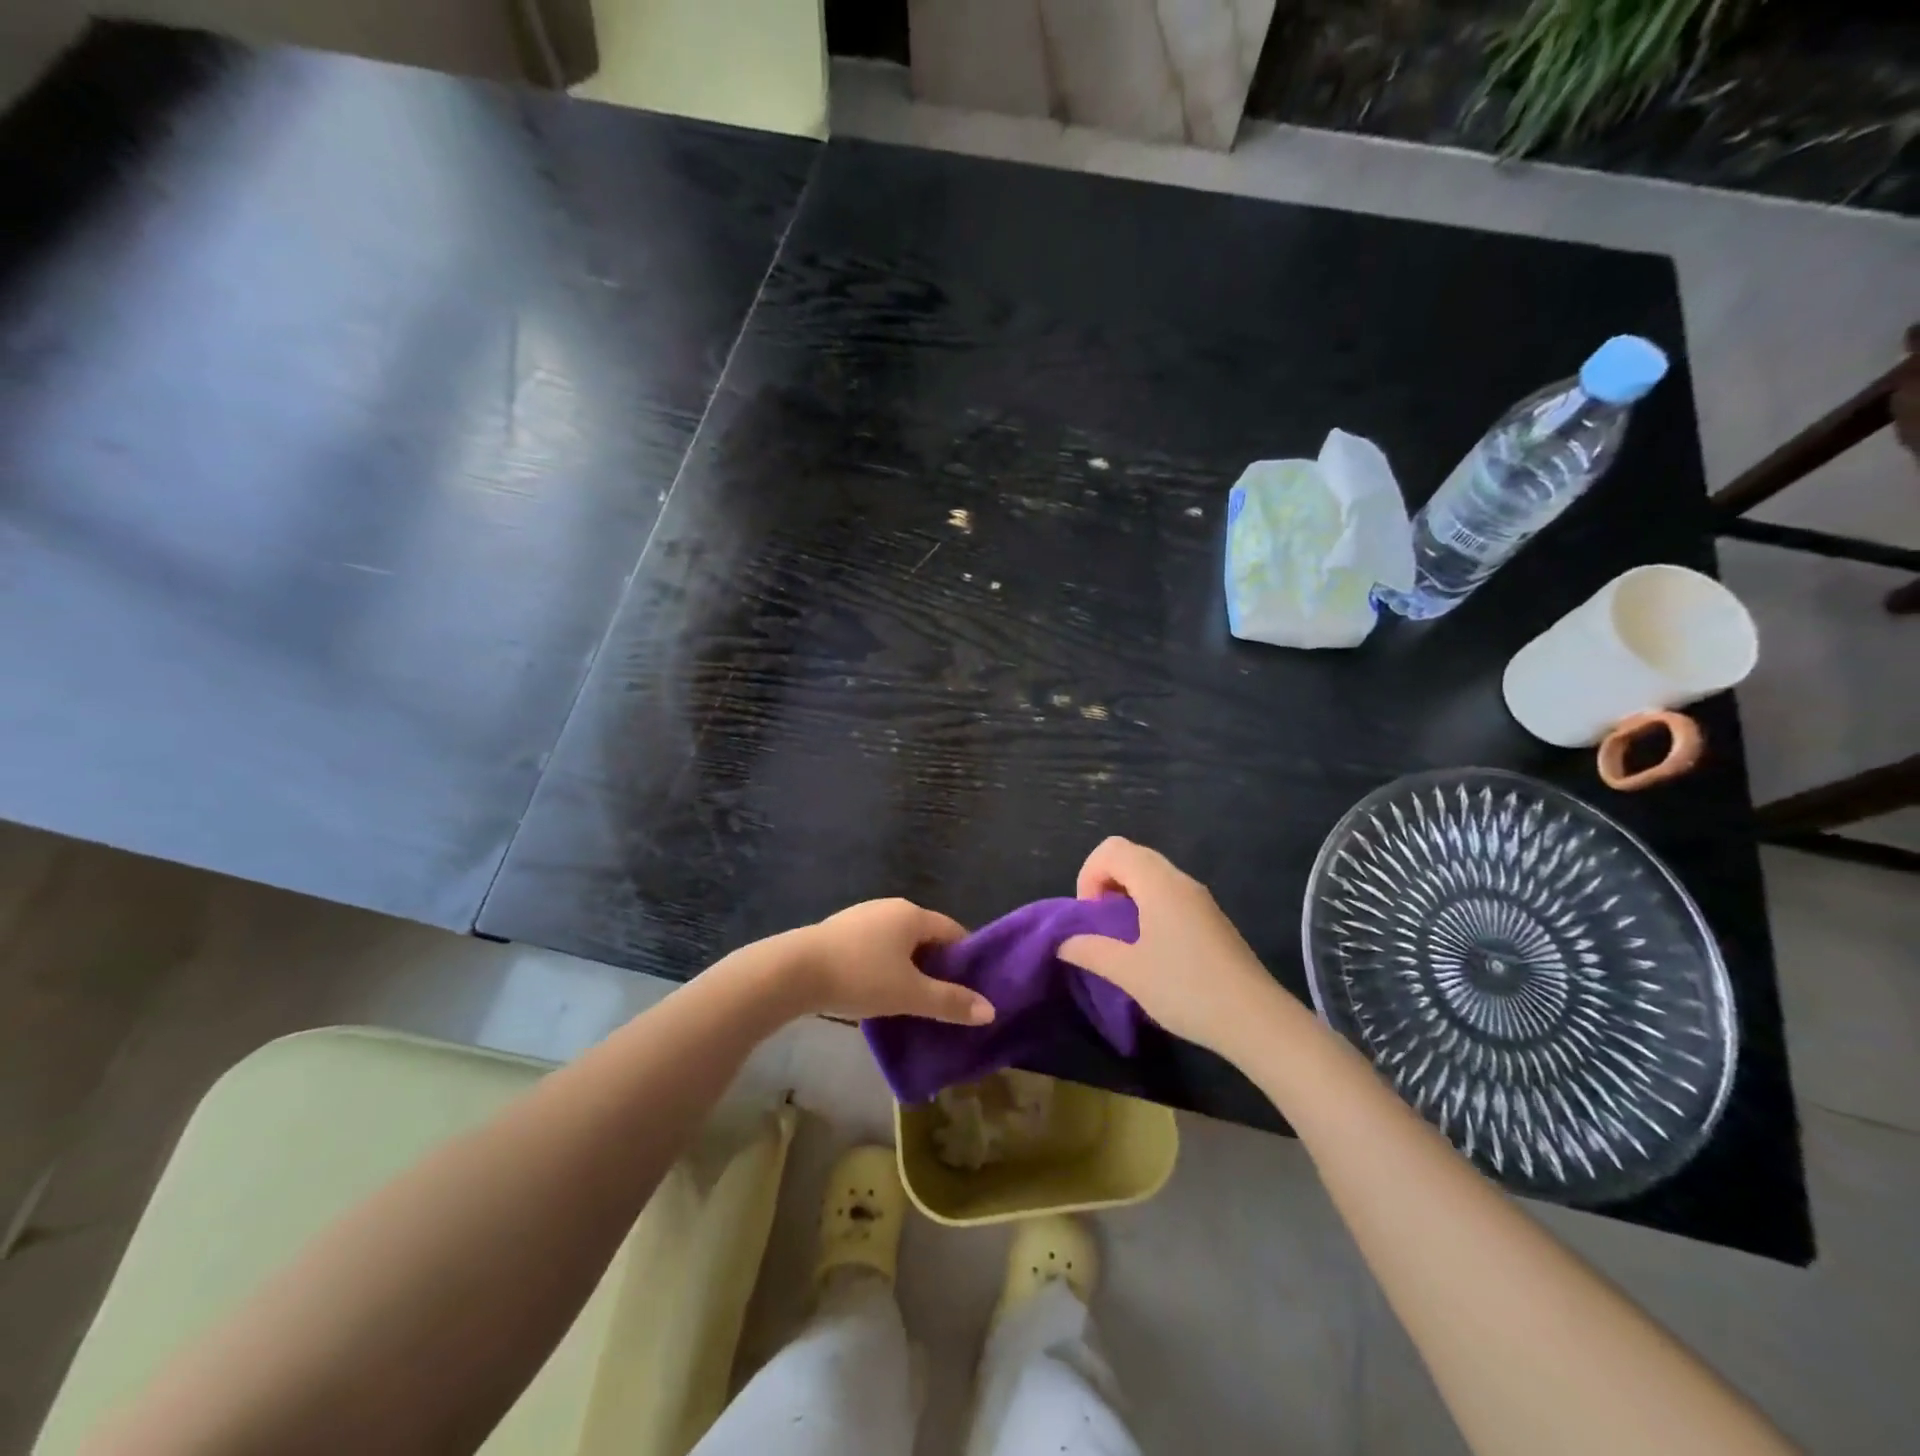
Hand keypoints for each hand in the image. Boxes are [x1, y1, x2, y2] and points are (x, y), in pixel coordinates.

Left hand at [776, 898, 994, 1025]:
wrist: (793, 971)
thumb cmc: (860, 977)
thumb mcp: (909, 994)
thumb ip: (950, 1002)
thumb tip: (990, 1010)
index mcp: (912, 914)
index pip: (952, 930)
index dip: (966, 957)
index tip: (972, 987)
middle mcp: (890, 907)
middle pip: (925, 935)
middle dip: (937, 965)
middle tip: (944, 999)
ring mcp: (862, 916)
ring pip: (898, 942)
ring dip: (909, 967)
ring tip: (911, 1000)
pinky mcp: (839, 931)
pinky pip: (874, 947)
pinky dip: (884, 966)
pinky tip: (876, 990)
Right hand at [1059, 837, 1292, 1060]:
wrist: (1255, 1020)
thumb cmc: (1186, 988)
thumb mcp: (1129, 972)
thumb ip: (1091, 951)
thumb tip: (1064, 943)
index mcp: (1158, 883)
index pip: (1112, 849)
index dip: (1089, 874)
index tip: (1090, 915)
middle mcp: (1180, 881)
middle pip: (1132, 856)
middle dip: (1105, 882)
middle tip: (1100, 924)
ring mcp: (1200, 899)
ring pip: (1152, 876)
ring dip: (1127, 895)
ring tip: (1121, 938)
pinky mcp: (1211, 919)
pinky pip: (1170, 895)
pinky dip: (1149, 907)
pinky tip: (1151, 949)